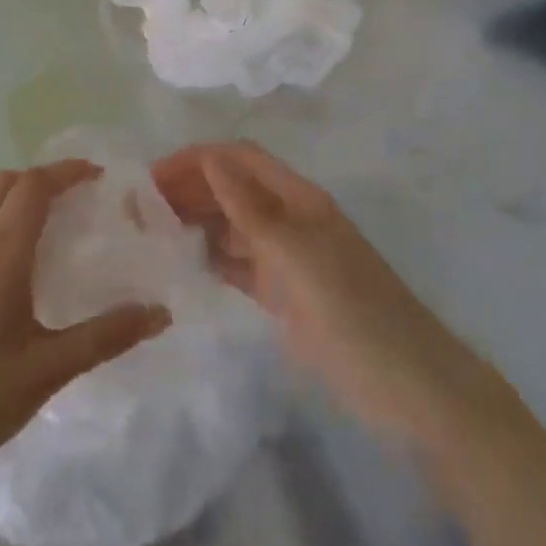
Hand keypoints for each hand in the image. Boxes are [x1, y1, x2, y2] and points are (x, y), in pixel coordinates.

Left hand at [0, 160, 170, 494]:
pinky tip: (29, 270)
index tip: (101, 177)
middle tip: (83, 196)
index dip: (67, 171)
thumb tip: (161, 313)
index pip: (33, 185)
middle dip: (46, 178)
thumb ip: (106, 336)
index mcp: (0, 253)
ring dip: (24, 200)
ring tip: (63, 227)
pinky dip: (8, 226)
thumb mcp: (49, 369)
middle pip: (7, 184)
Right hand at [151, 142, 530, 457]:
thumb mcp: (299, 257)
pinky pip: (239, 266)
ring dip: (195, 223)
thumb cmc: (355, 314)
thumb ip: (252, 209)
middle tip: (137, 212)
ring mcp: (288, 260)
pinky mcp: (284, 297)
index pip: (240, 159)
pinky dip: (211, 261)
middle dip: (189, 190)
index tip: (148, 179)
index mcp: (299, 200)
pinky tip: (180, 269)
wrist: (408, 388)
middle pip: (233, 189)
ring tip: (148, 237)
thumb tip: (210, 157)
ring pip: (232, 227)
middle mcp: (290, 220)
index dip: (197, 160)